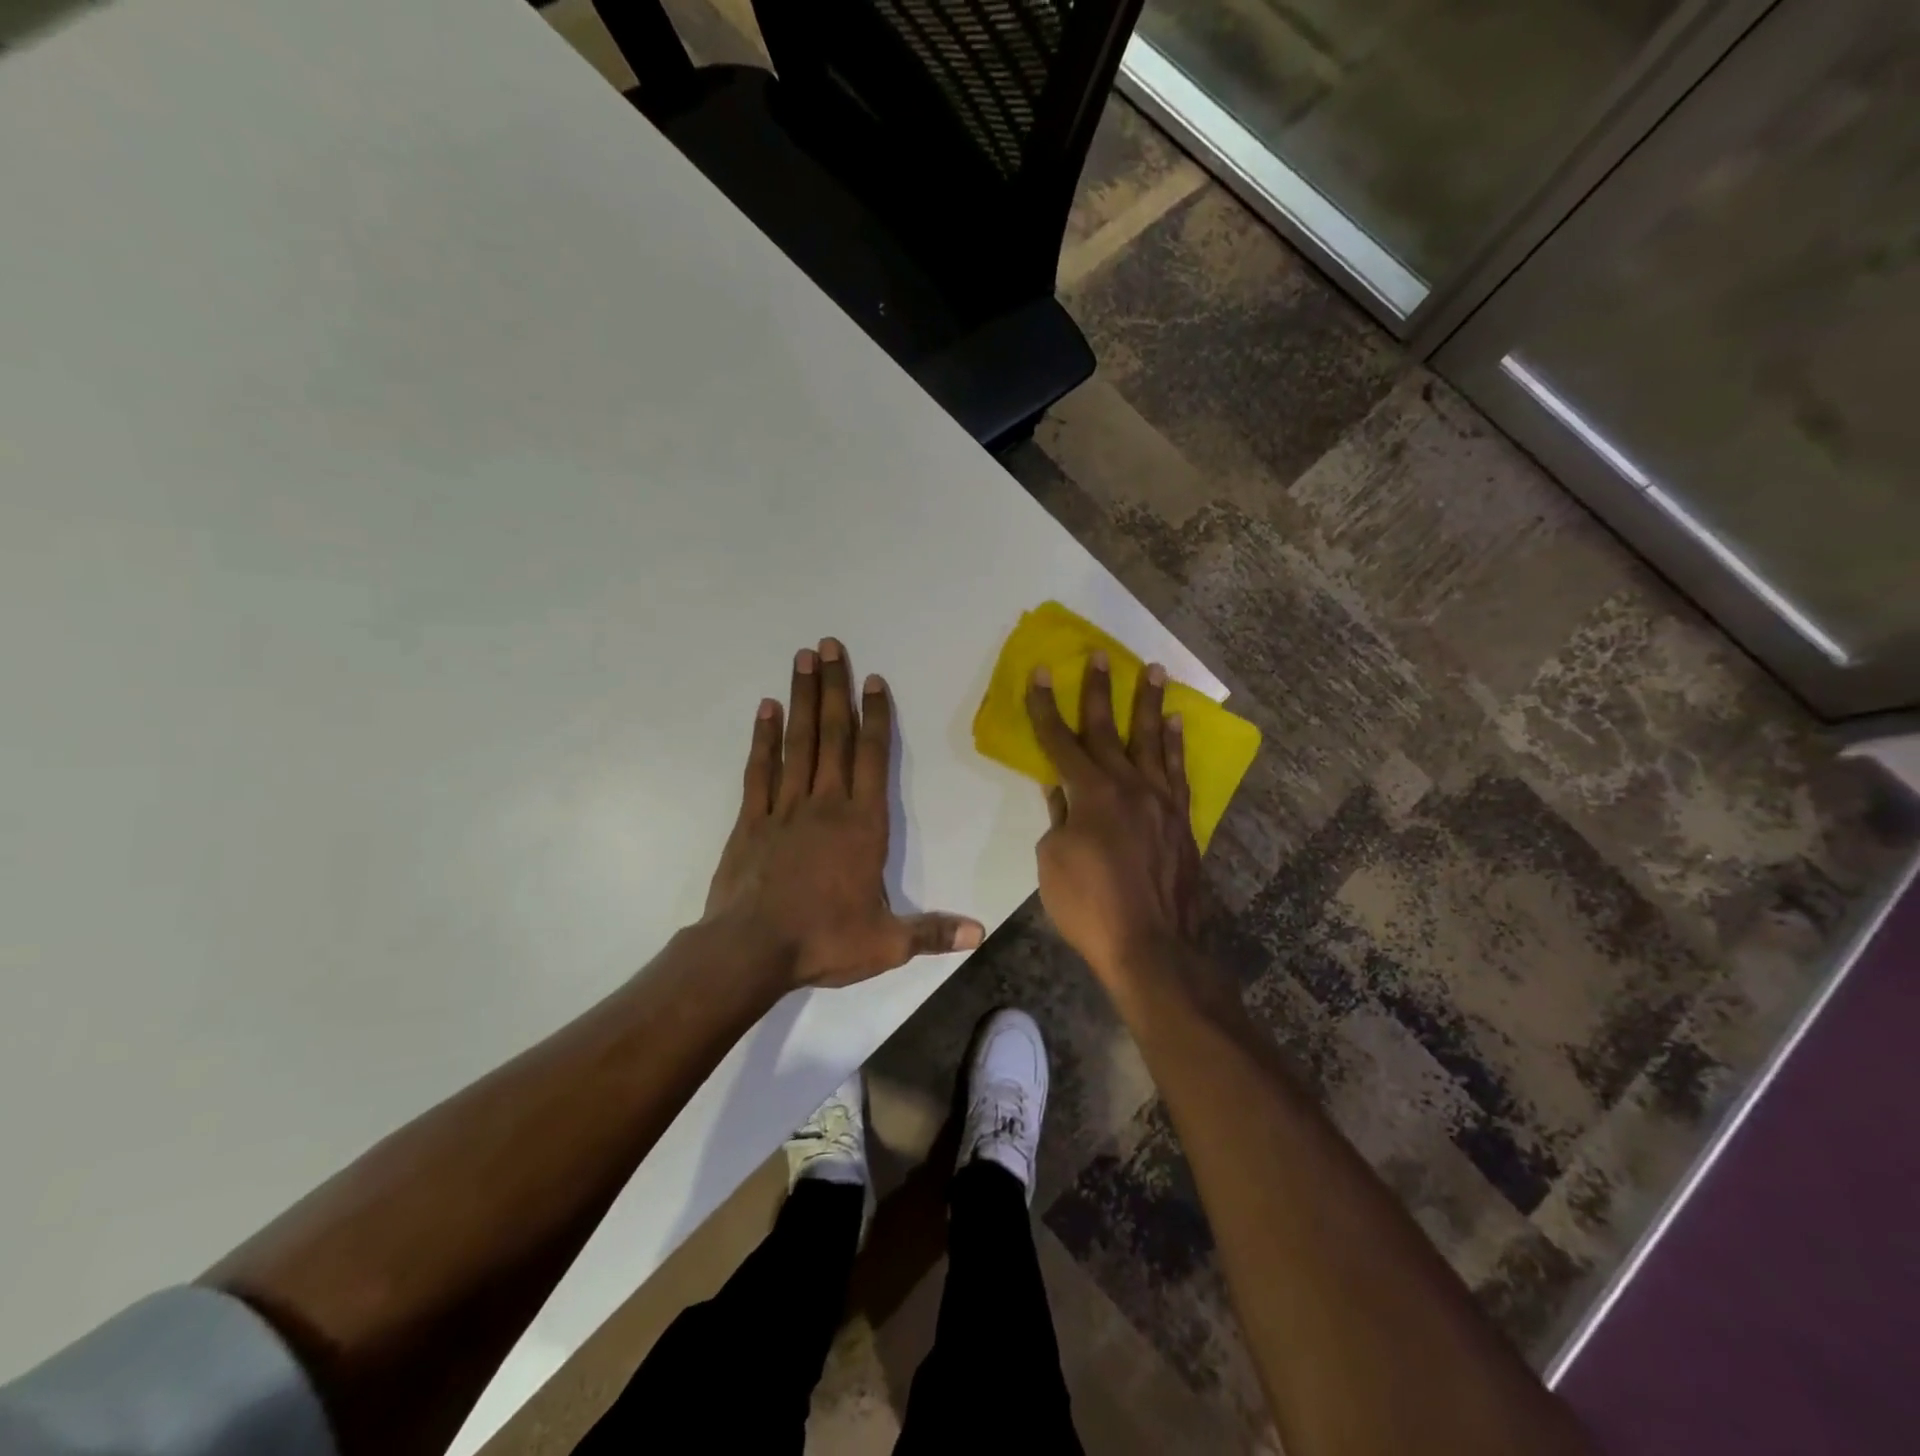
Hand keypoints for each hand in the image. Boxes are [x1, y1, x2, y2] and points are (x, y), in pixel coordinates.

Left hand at [704, 639, 984, 989]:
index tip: (874, 680)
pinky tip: (766, 709)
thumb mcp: (886, 943)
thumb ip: (932, 932)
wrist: (750, 950)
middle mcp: (825, 805)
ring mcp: (784, 808)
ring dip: (802, 699)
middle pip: (833, 735)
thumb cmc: (823, 940)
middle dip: (835, 688)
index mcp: (862, 825)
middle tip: (830, 645)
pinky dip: (763, 738)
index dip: (876, 717)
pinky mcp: (751, 821)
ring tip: (802, 659)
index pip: (873, 758)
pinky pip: (759, 770)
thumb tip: (980, 932)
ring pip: (797, 742)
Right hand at [1026, 653, 1203, 986]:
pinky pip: (1179, 771)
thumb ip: (1059, 817)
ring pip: (1153, 740)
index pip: (1061, 741)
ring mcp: (1161, 801)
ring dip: (1150, 703)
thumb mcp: (1054, 862)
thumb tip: (1060, 790)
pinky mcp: (1182, 820)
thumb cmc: (1091, 907)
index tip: (1041, 674)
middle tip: (1101, 655)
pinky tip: (1176, 725)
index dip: (1046, 707)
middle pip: (1109, 729)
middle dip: (1100, 690)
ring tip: (1154, 670)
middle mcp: (1129, 785)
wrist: (1153, 946)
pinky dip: (1176, 745)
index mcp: (1091, 793)